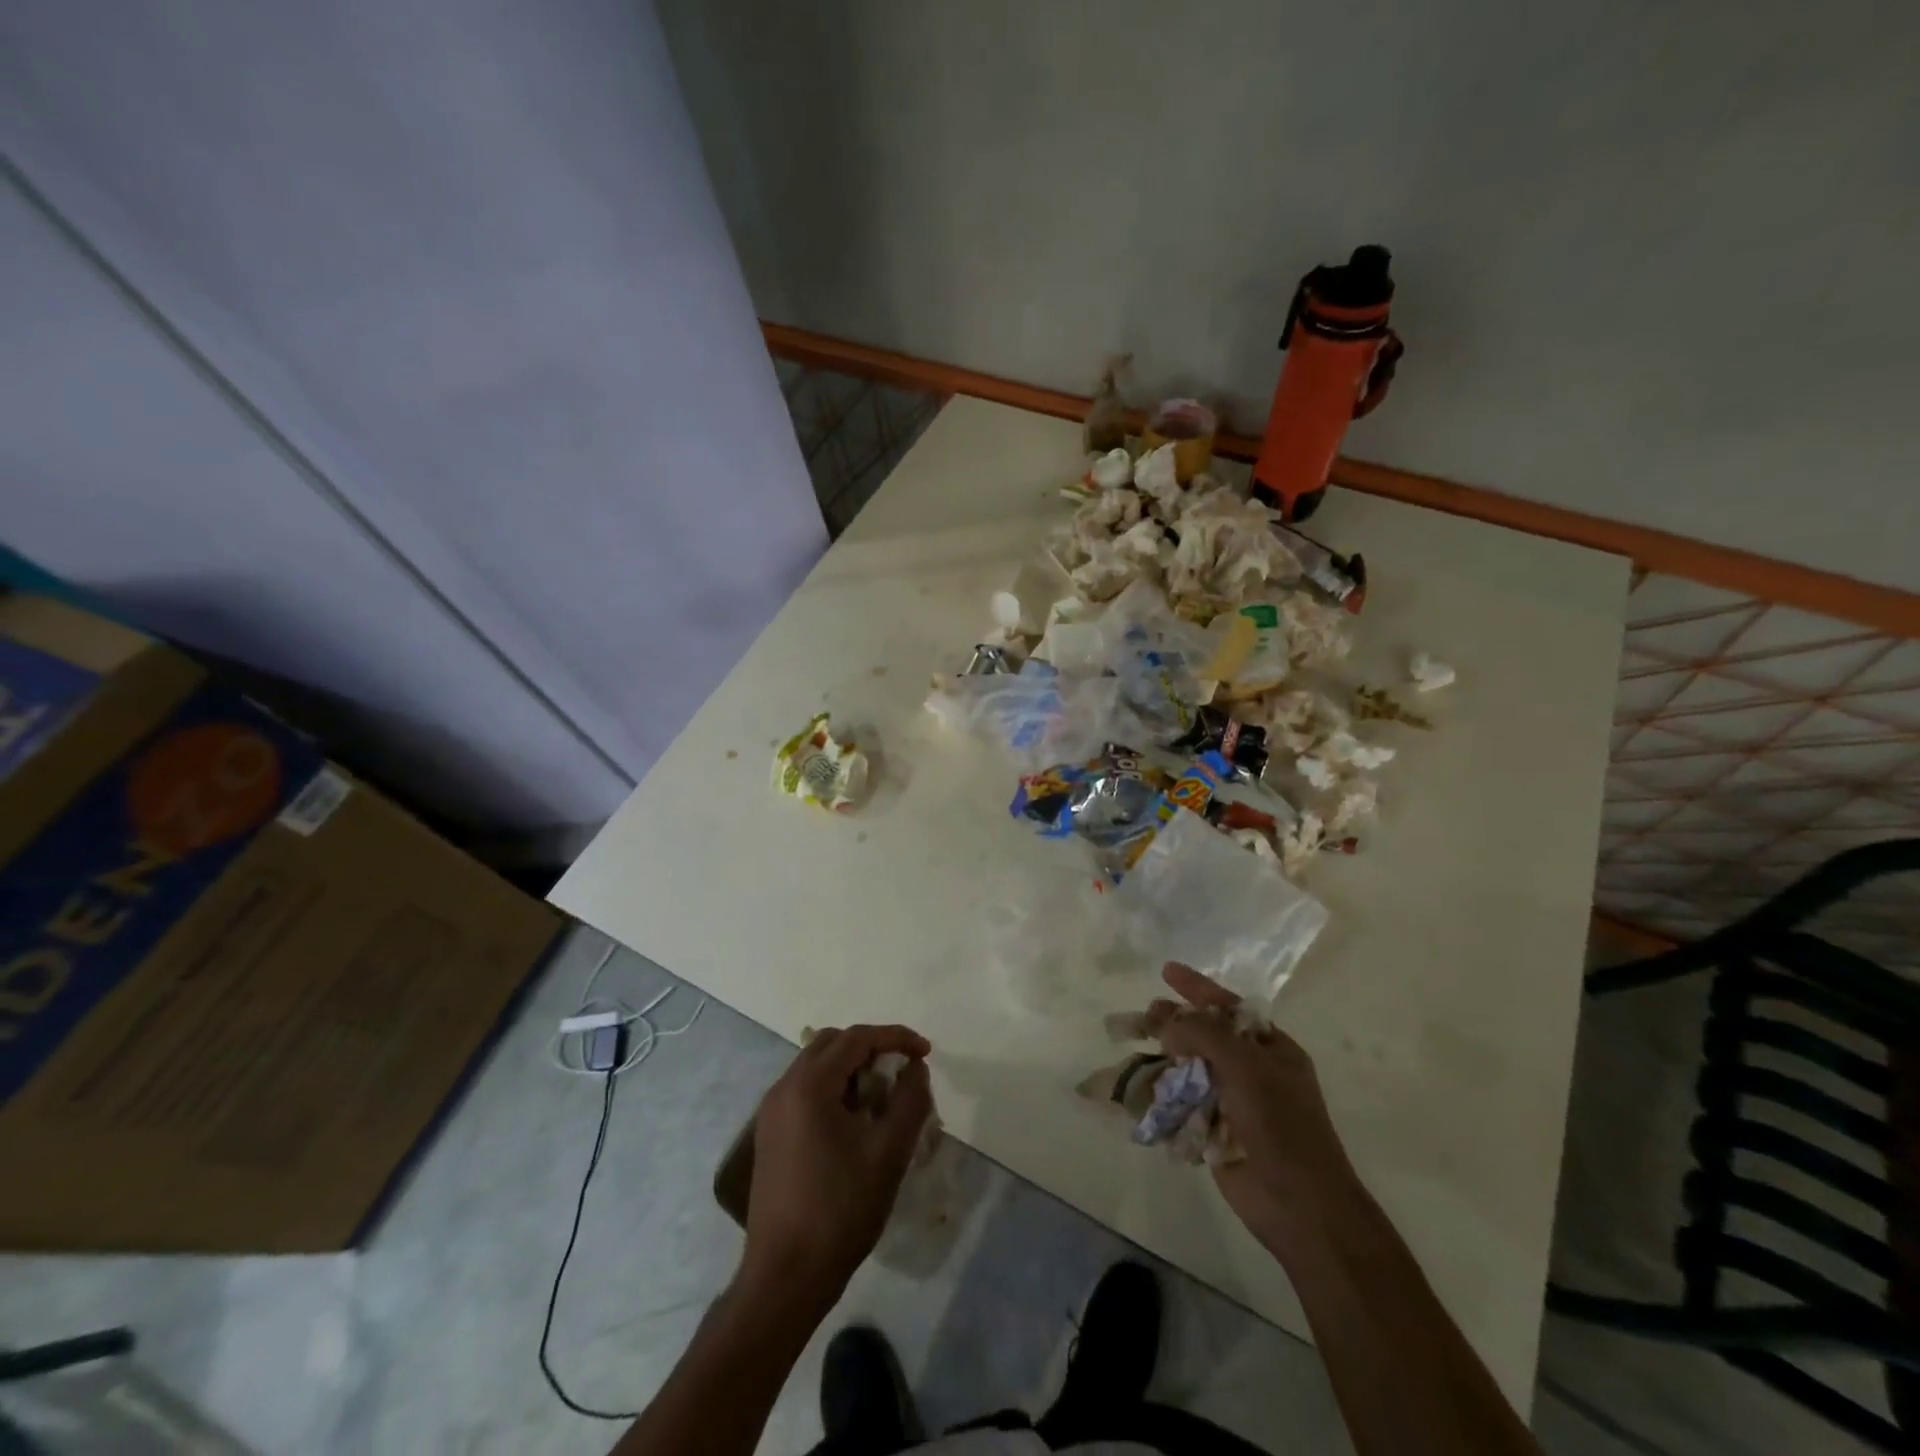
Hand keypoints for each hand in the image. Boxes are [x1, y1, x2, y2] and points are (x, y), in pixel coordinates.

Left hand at [741, 1024, 932, 1305]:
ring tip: (883, 1098)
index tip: (925, 1052)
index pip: (857, 1038)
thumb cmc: (841, 1209)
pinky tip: (856, 1121)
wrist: (785, 1277)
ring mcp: (772, 1112)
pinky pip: (806, 1091)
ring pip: (817, 1067)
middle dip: (872, 1048)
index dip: (895, 1037)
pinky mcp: (770, 1136)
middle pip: (833, 1044)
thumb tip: (914, 1068)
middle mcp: (784, 1088)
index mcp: (809, 1085)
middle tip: (902, 1071)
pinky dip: (835, 1090)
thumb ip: (910, 1099)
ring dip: (852, 1069)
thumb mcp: (889, 1152)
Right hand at [1153, 962, 1358, 1253]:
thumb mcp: (1246, 1066)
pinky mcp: (1214, 1131)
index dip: (1198, 987)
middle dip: (1175, 1022)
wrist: (1299, 1205)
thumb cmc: (1281, 1125)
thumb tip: (1166, 1022)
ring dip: (1164, 1059)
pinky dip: (1163, 1095)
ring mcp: (1233, 1102)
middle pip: (1205, 1035)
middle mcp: (1252, 1071)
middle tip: (1145, 1014)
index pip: (1229, 1007)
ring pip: (1189, 1068)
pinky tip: (1140, 1087)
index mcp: (1271, 1049)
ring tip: (1136, 1048)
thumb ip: (1203, 1034)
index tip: (1167, 971)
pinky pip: (1182, 1104)